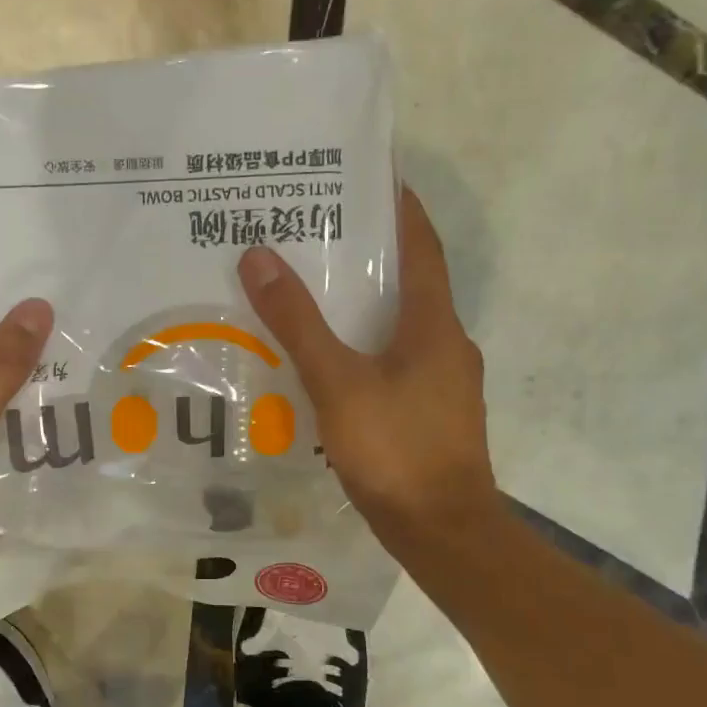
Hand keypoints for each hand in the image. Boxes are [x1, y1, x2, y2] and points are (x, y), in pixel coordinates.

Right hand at [238, 188, 502, 568]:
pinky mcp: (432, 413)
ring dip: (365, 305)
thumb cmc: (395, 450)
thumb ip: (298, 323)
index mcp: (433, 324)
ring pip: (401, 326)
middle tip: (318, 232)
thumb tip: (259, 256)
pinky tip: (330, 361)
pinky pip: (397, 362)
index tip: (372, 174)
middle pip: (409, 282)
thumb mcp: (337, 382)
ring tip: (314, 291)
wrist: (443, 532)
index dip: (400, 207)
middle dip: (369, 255)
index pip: (421, 245)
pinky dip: (367, 347)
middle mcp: (447, 343)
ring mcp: (444, 382)